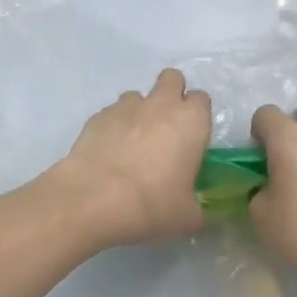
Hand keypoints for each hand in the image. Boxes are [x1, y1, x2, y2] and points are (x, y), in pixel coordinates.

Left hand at [47, 69, 212, 249]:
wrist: (94, 198)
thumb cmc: (152, 205)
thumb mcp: (187, 218)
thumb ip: (195, 207)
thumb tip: (193, 210)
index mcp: (191, 122)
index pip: (202, 99)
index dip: (197, 115)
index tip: (192, 136)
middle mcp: (160, 105)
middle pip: (172, 78)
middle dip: (171, 93)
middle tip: (166, 126)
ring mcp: (125, 107)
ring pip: (137, 95)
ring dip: (139, 112)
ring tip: (132, 143)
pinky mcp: (97, 116)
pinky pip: (111, 113)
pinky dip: (113, 127)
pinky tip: (108, 153)